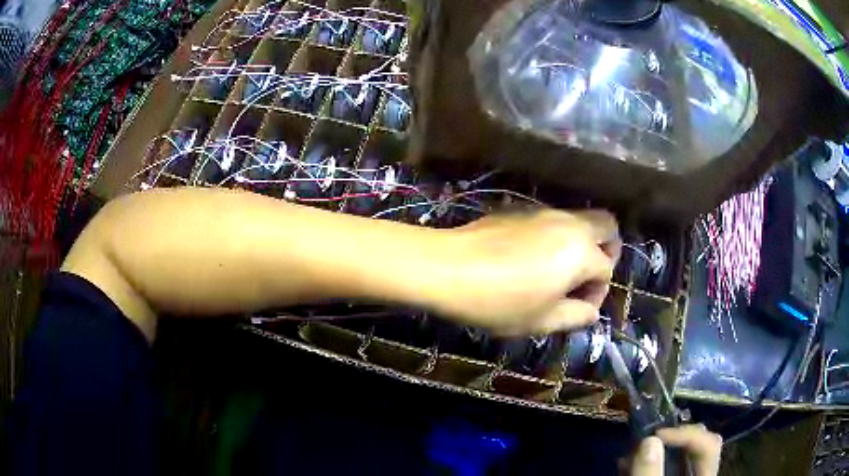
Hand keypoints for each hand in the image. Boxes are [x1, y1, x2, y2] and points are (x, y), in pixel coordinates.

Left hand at [425, 209, 620, 335]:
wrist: (448, 267)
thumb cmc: (499, 301)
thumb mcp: (542, 320)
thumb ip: (576, 316)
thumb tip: (590, 311)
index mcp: (581, 251)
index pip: (606, 270)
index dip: (597, 293)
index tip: (578, 309)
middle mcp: (569, 223)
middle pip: (606, 226)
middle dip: (607, 251)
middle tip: (586, 276)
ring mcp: (544, 212)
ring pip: (579, 220)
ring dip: (581, 243)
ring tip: (558, 272)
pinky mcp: (520, 210)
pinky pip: (552, 220)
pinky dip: (557, 236)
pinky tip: (532, 258)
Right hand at [630, 425, 722, 475]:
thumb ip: (651, 473)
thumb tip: (649, 439)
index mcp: (705, 474)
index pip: (708, 442)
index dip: (684, 433)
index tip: (654, 435)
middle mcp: (701, 470)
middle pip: (697, 442)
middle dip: (671, 436)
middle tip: (647, 438)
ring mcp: (687, 474)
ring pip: (679, 452)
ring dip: (656, 448)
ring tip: (632, 450)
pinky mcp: (672, 475)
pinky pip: (664, 463)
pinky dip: (648, 459)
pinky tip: (628, 462)